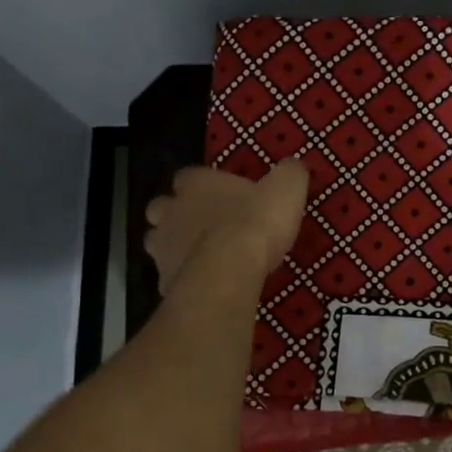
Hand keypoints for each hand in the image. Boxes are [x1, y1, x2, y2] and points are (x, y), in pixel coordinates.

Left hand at [144, 161, 309, 293]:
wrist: (230, 270)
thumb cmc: (256, 222)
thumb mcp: (286, 188)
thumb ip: (289, 174)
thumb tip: (292, 166)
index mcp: (196, 183)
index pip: (188, 176)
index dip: (202, 185)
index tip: (221, 196)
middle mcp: (171, 210)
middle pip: (163, 208)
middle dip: (177, 215)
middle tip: (203, 226)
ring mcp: (162, 246)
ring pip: (158, 241)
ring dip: (174, 246)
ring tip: (200, 257)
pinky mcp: (163, 279)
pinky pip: (168, 276)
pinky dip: (181, 278)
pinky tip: (202, 285)